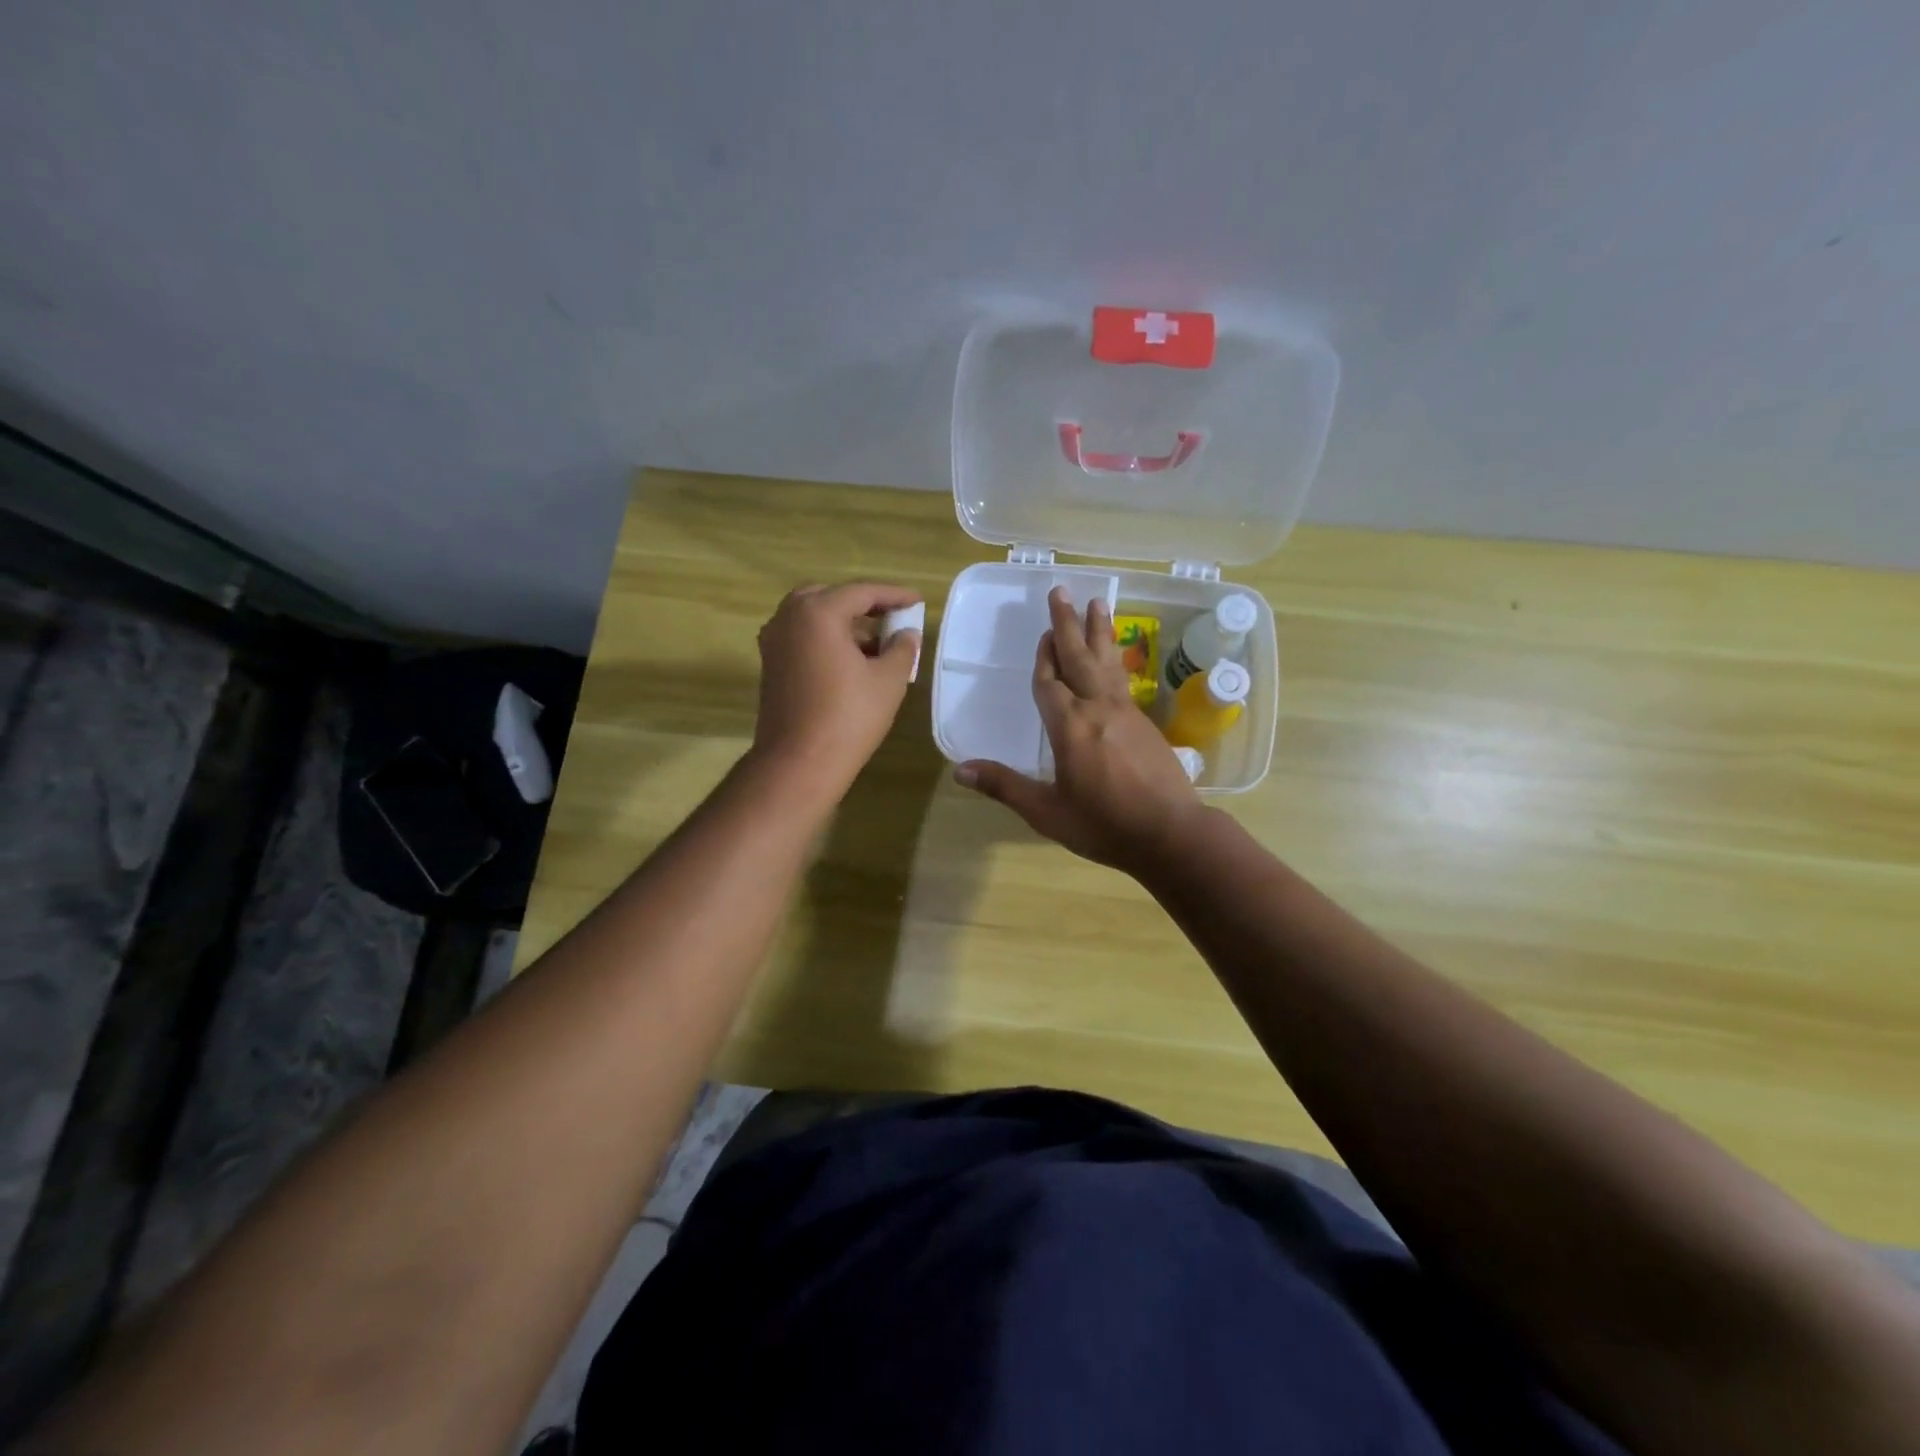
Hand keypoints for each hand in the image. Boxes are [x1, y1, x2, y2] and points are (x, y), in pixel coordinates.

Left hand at [750, 581, 922, 794]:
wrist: (799, 762)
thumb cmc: (849, 717)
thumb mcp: (888, 680)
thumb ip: (902, 648)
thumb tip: (906, 634)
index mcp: (817, 612)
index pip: (862, 592)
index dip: (894, 595)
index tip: (918, 601)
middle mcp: (788, 617)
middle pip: (831, 598)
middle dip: (864, 605)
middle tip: (892, 617)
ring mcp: (774, 641)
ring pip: (813, 618)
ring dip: (844, 624)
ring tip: (877, 643)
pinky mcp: (770, 665)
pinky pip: (802, 638)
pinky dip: (827, 640)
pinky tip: (851, 662)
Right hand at [956, 587, 1201, 874]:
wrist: (1171, 834)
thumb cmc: (1104, 825)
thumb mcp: (1047, 811)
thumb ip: (1005, 787)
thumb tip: (960, 770)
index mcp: (1069, 727)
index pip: (1049, 682)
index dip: (1043, 659)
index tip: (1041, 633)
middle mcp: (1097, 709)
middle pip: (1078, 658)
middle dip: (1067, 624)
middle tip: (1062, 592)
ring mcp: (1125, 713)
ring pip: (1106, 662)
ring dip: (1098, 632)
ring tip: (1097, 603)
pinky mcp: (1145, 723)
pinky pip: (1122, 679)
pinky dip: (1114, 659)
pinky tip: (1114, 656)